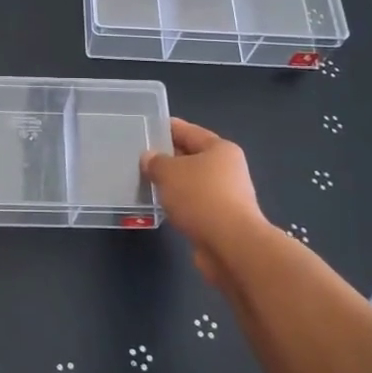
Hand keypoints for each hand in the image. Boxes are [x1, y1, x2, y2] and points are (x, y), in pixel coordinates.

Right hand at [142, 118, 265, 288]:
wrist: (231, 245)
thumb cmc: (201, 198)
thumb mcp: (169, 173)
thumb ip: (156, 162)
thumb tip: (150, 158)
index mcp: (220, 149)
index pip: (189, 131)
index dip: (168, 128)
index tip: (148, 127)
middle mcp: (228, 169)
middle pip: (193, 157)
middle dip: (168, 157)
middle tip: (141, 157)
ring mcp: (227, 196)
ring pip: (193, 183)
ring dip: (173, 183)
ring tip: (147, 182)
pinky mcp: (221, 220)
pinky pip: (194, 204)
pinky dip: (180, 204)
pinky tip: (162, 207)